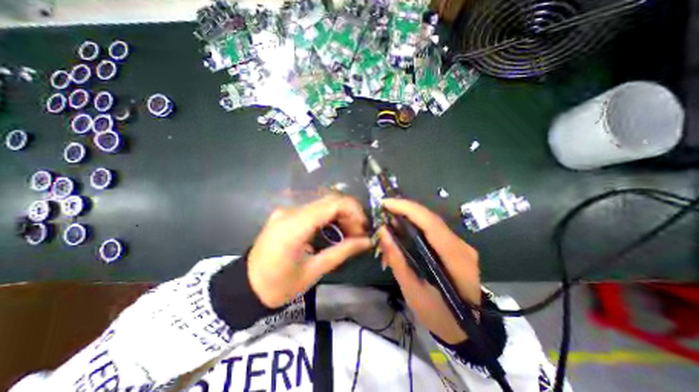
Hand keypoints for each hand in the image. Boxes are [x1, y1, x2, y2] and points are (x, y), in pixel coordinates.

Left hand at [248, 195, 372, 306]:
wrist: (245, 286)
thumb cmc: (279, 285)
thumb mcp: (314, 271)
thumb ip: (342, 252)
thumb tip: (367, 241)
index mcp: (294, 226)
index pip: (332, 204)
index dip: (354, 211)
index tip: (364, 228)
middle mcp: (290, 211)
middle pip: (329, 200)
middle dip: (350, 214)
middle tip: (359, 234)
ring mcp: (287, 211)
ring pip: (323, 203)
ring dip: (341, 215)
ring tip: (350, 233)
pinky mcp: (287, 214)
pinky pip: (314, 209)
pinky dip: (330, 217)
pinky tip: (335, 230)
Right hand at [377, 198, 480, 342]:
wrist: (465, 329)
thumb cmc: (438, 314)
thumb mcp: (412, 290)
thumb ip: (397, 259)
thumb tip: (382, 232)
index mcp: (455, 259)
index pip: (431, 223)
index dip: (408, 209)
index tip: (386, 203)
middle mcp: (461, 246)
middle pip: (431, 219)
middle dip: (405, 210)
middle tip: (383, 210)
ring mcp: (461, 245)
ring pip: (431, 222)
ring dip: (408, 218)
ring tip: (389, 222)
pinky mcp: (456, 247)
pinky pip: (433, 230)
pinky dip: (415, 227)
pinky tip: (402, 232)